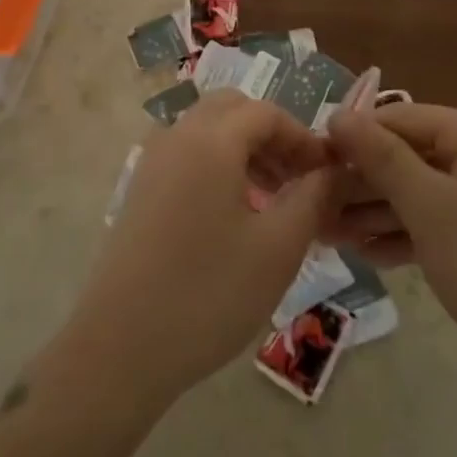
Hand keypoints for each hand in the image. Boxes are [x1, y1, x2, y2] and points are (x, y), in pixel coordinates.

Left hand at [58, 91, 336, 408]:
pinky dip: (218, 165)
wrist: (121, 347)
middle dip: (271, 135)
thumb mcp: (278, 247)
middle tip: (299, 177)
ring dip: (245, 149)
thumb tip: (335, 169)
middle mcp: (176, 138)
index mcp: (210, 141)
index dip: (303, 136)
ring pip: (207, 131)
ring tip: (274, 198)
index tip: (328, 173)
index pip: (266, 112)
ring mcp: (152, 163)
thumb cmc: (209, 294)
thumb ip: (313, 197)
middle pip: (231, 110)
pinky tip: (235, 214)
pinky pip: (187, 155)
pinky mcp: (140, 191)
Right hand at [324, 104, 456, 400]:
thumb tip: (339, 114)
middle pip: (411, 157)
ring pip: (422, 194)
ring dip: (376, 213)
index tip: (310, 162)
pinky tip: (369, 256)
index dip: (354, 137)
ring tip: (329, 236)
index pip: (403, 119)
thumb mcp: (430, 208)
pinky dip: (406, 235)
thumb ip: (382, 158)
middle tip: (314, 209)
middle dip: (361, 183)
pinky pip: (441, 223)